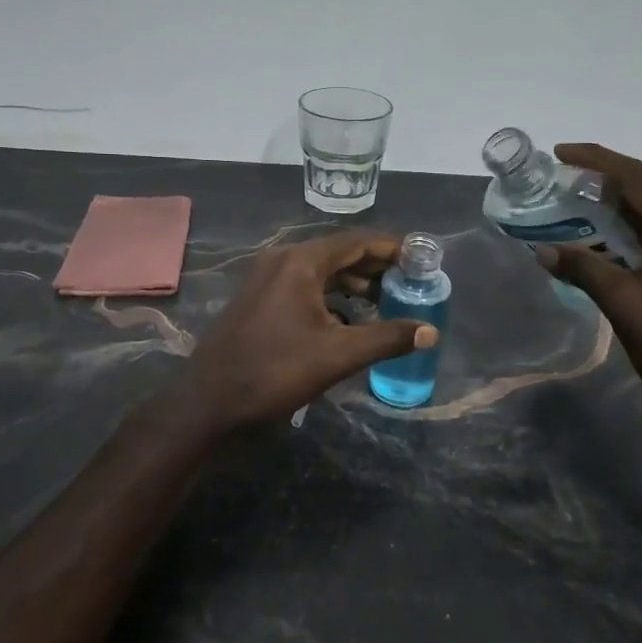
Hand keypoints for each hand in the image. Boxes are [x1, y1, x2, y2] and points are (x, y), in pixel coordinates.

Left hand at [177, 230, 437, 429]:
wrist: (210, 401)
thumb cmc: (276, 370)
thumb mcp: (339, 354)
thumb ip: (388, 338)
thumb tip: (431, 331)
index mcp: (301, 262)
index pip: (356, 241)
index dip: (391, 248)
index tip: (419, 258)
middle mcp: (282, 260)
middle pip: (338, 253)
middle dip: (374, 266)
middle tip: (408, 280)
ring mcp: (266, 279)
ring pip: (320, 271)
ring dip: (352, 282)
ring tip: (384, 299)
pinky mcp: (258, 299)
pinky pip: (304, 286)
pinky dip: (330, 296)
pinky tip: (348, 319)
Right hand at [533, 144, 641, 432]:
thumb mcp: (623, 303)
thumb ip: (583, 268)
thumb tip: (542, 251)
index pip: (639, 178)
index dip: (597, 160)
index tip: (561, 153)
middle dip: (607, 180)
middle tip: (566, 181)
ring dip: (622, 206)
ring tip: (582, 205)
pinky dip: (638, 230)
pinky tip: (612, 239)